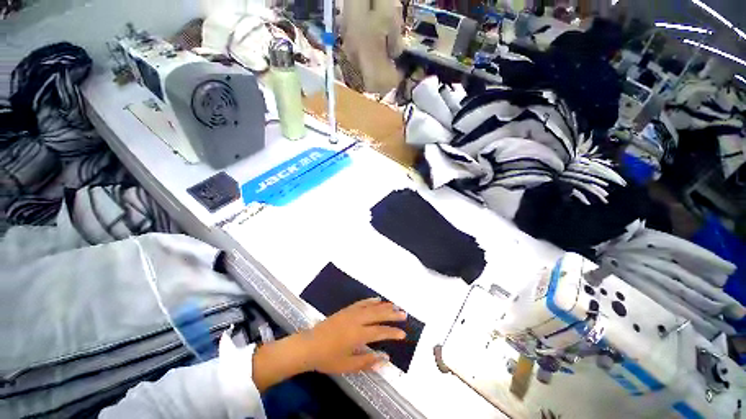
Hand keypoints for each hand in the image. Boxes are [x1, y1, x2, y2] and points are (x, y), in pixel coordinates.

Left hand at [301, 298, 406, 374]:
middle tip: (404, 314)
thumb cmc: (327, 358)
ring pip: (371, 307)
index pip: (380, 332)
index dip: (392, 332)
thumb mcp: (347, 366)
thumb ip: (367, 361)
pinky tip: (377, 299)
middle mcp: (356, 320)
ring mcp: (351, 313)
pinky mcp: (346, 310)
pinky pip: (361, 302)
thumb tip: (385, 358)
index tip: (403, 334)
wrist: (309, 345)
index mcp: (357, 334)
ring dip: (384, 306)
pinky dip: (371, 300)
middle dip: (392, 314)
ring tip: (395, 305)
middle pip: (378, 315)